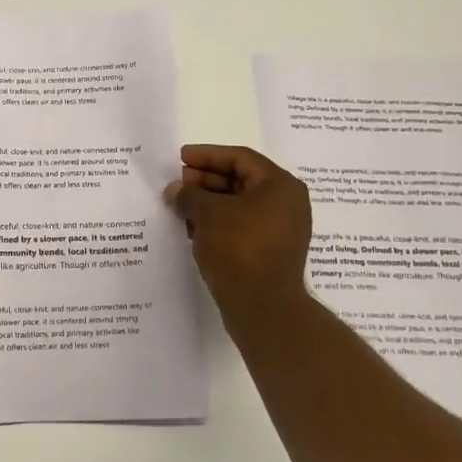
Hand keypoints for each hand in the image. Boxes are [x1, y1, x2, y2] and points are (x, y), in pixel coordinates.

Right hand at [164, 145, 312, 320]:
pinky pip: (241, 226)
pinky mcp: (270, 252)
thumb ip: (189, 195)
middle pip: (241, 180)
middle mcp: (286, 204)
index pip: (240, 158)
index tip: (181, 158)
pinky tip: (193, 228)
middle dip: (206, 180)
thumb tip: (175, 190)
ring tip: (180, 206)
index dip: (208, 155)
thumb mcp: (208, 214)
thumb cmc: (239, 248)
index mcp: (280, 185)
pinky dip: (218, 223)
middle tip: (179, 182)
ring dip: (209, 203)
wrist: (263, 307)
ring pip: (239, 205)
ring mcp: (281, 230)